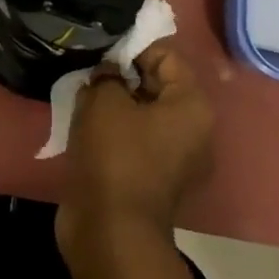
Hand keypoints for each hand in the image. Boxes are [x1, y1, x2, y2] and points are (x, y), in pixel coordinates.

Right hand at [57, 43, 214, 256]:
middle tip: (90, 69)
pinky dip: (114, 130)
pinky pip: (135, 140)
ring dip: (115, 103)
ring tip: (84, 94)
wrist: (110, 231)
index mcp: (193, 106)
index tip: (103, 48)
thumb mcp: (105, 100)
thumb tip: (109, 72)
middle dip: (122, 74)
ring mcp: (175, 159)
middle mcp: (194, 131)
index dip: (133, 47)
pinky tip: (86, 123)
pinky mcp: (153, 180)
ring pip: (143, 113)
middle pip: (157, 85)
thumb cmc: (115, 155)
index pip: (166, 56)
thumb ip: (109, 74)